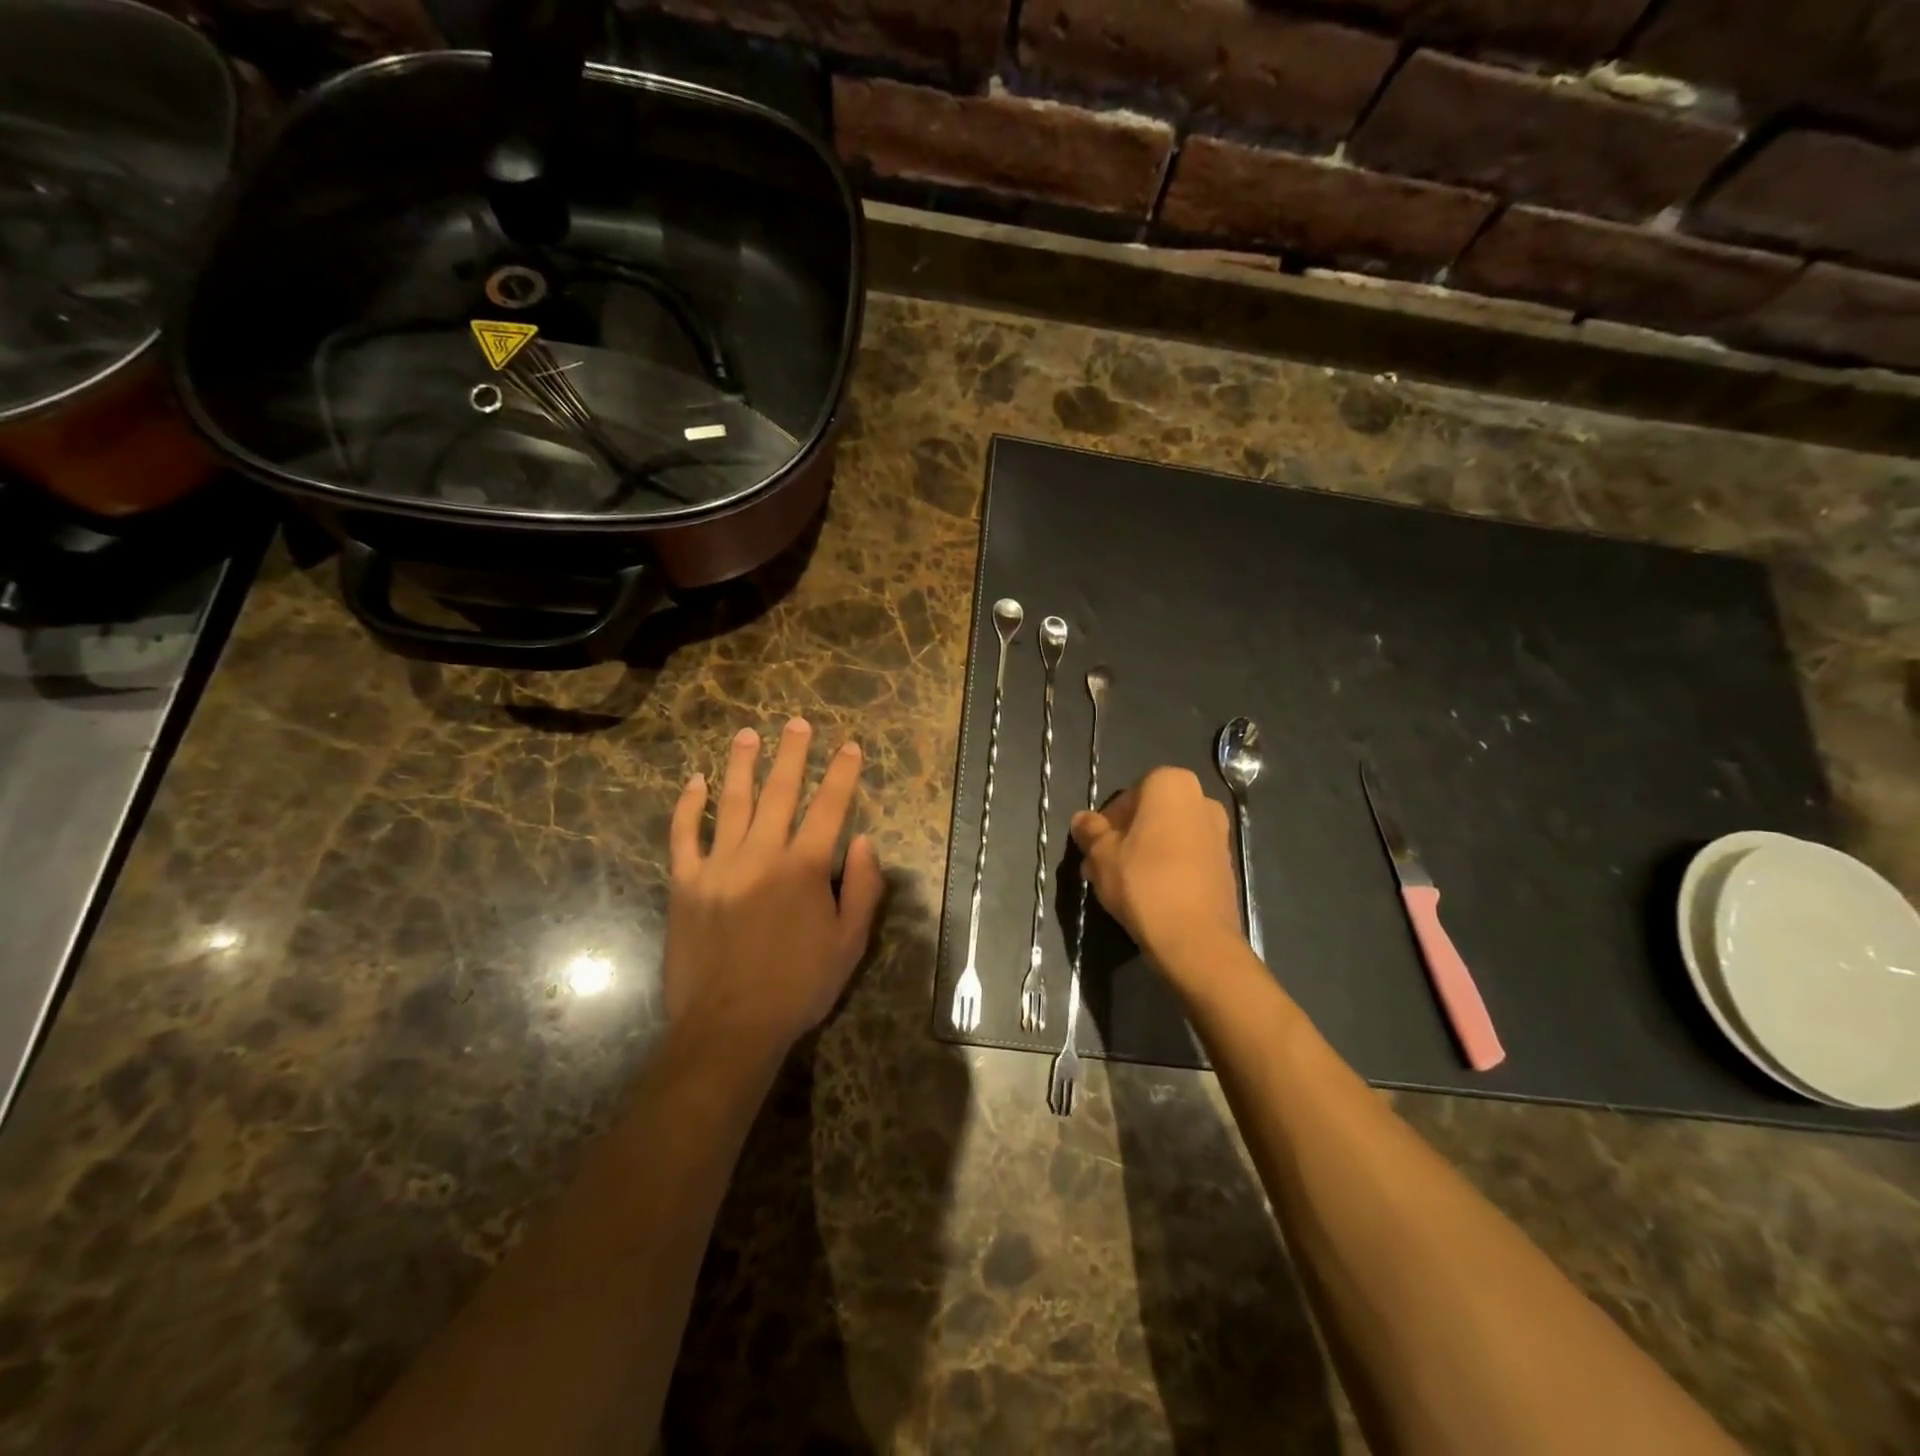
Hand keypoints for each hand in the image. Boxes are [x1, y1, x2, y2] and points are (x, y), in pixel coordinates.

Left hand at [666, 718, 883, 1057]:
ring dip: (742, 765)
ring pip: (731, 802)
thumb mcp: (850, 943)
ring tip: (748, 735)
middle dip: (792, 754)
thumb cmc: (798, 986)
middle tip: (797, 723)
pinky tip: (695, 781)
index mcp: (804, 868)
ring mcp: (718, 866)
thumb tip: (864, 841)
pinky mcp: (685, 883)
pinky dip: (688, 806)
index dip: (841, 774)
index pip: (829, 807)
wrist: (729, 1026)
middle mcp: (761, 855)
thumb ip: (863, 888)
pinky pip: (684, 835)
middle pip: (779, 792)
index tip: (849, 746)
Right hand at [1070, 767, 1244, 991]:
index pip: (1127, 796)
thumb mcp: (1101, 855)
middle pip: (1149, 816)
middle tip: (1102, 868)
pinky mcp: (1226, 865)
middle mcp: (1201, 800)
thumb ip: (1090, 831)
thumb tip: (1082, 819)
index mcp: (1171, 785)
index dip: (1106, 823)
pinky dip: (1167, 869)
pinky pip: (1186, 858)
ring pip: (1168, 838)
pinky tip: (1148, 896)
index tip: (1094, 849)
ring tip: (1121, 886)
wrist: (1196, 938)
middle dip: (1125, 838)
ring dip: (1144, 854)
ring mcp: (1219, 833)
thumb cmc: (1143, 882)